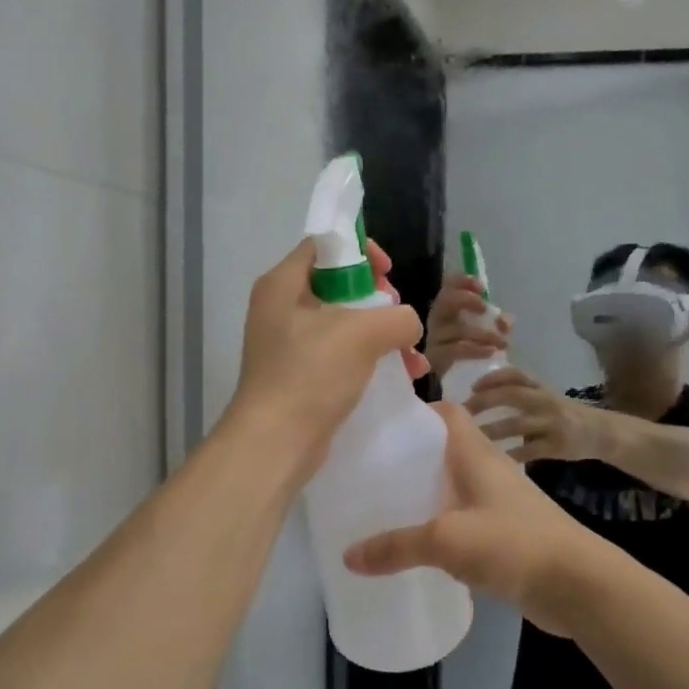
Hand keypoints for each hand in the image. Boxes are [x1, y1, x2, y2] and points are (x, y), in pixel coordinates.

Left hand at [227, 238, 427, 462]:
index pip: (324, 246)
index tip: (388, 273)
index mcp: (283, 284)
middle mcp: (281, 308)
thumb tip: (407, 325)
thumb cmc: (311, 374)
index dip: (360, 251)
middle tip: (398, 320)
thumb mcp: (362, 334)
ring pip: (346, 324)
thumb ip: (397, 317)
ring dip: (384, 336)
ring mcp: (290, 344)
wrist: (276, 443)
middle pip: (339, 285)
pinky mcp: (301, 375)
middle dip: (380, 301)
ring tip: (412, 358)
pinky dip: (371, 360)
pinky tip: (403, 376)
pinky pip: (342, 355)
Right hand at [343, 403, 598, 636]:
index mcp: (477, 454)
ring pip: (453, 487)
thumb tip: (348, 556)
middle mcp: (488, 470)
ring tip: (382, 506)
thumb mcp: (447, 540)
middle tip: (368, 470)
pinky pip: (463, 519)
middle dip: (409, 457)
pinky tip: (416, 545)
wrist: (578, 584)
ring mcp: (498, 503)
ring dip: (424, 493)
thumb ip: (397, 546)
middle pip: (444, 451)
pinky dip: (440, 525)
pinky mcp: (504, 533)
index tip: (378, 425)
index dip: (415, 412)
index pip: (446, 413)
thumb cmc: (514, 543)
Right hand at [424, 273, 512, 379]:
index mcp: (448, 309)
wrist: (460, 383)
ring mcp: (434, 339)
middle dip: (466, 300)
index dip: (463, 282)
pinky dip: (475, 349)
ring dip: (483, 333)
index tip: (481, 288)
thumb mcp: (487, 332)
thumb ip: (498, 323)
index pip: (449, 286)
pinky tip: (491, 352)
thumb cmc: (472, 351)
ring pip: (456, 328)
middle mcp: (437, 320)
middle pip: (445, 300)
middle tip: (484, 309)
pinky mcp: (435, 358)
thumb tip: (505, 321)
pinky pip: (455, 350)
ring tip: (502, 342)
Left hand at [465, 367, 607, 463]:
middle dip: (485, 401)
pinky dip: (510, 455)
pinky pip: (529, 451)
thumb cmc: (563, 413)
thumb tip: (479, 396)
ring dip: (492, 430)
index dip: (493, 377)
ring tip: (471, 437)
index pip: (516, 374)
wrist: (601, 432)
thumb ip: (519, 394)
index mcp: (541, 387)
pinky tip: (494, 460)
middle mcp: (546, 401)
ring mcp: (552, 423)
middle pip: (512, 395)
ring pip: (517, 425)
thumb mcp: (545, 397)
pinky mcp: (557, 446)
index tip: (473, 386)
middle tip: (464, 412)